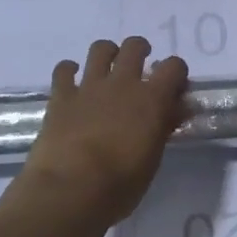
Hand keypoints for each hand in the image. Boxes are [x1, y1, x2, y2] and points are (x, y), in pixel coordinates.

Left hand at [13, 38, 187, 225]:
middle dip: (140, 51)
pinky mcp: (61, 97)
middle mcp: (122, 83)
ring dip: (107, 53)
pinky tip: (72, 81)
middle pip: (134, 47)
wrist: (70, 190)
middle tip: (141, 68)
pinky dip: (69, 71)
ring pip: (100, 49)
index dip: (176, 73)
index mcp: (152, 99)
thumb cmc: (120, 184)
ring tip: (108, 68)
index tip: (174, 87)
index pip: (174, 67)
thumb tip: (175, 110)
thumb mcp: (152, 159)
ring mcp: (89, 87)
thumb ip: (163, 128)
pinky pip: (63, 70)